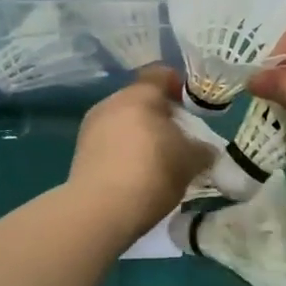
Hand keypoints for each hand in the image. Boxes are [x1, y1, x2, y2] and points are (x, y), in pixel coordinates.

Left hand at [67, 66, 213, 243]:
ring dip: (140, 135)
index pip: (160, 74)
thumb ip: (202, 149)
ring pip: (123, 122)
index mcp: (139, 95)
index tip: (190, 106)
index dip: (177, 85)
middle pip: (140, 100)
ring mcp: (91, 127)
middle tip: (178, 138)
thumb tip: (205, 149)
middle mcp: (111, 103)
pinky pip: (109, 142)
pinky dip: (124, 152)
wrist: (100, 211)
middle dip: (160, 115)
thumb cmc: (152, 173)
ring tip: (158, 160)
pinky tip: (136, 175)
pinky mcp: (80, 153)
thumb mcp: (191, 161)